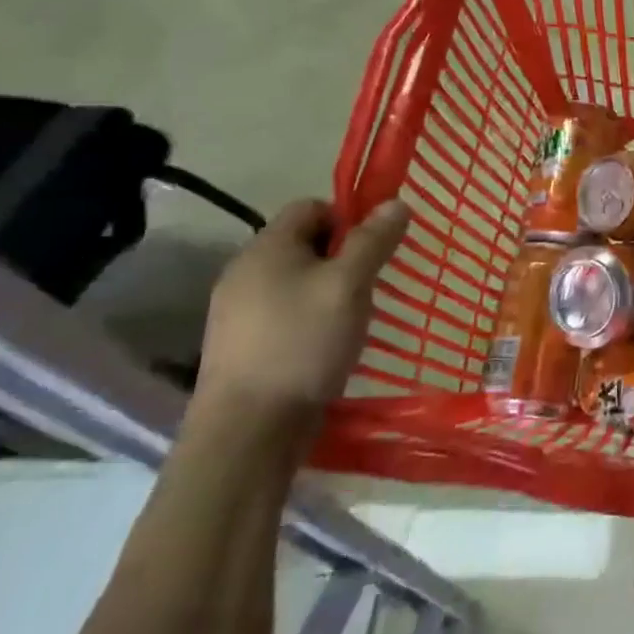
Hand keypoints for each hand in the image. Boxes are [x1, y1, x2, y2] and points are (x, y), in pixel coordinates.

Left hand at [191, 198, 409, 430]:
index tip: (374, 249)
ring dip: (329, 291)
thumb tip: (396, 203)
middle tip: (369, 286)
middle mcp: (244, 272)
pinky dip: (311, 319)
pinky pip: (285, 313)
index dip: (348, 218)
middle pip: (304, 244)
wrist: (248, 431)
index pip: (311, 206)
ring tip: (353, 319)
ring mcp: (237, 312)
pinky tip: (328, 346)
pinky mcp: (241, 346)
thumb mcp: (350, 285)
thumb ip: (373, 241)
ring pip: (296, 281)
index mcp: (266, 248)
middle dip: (343, 258)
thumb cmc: (303, 343)